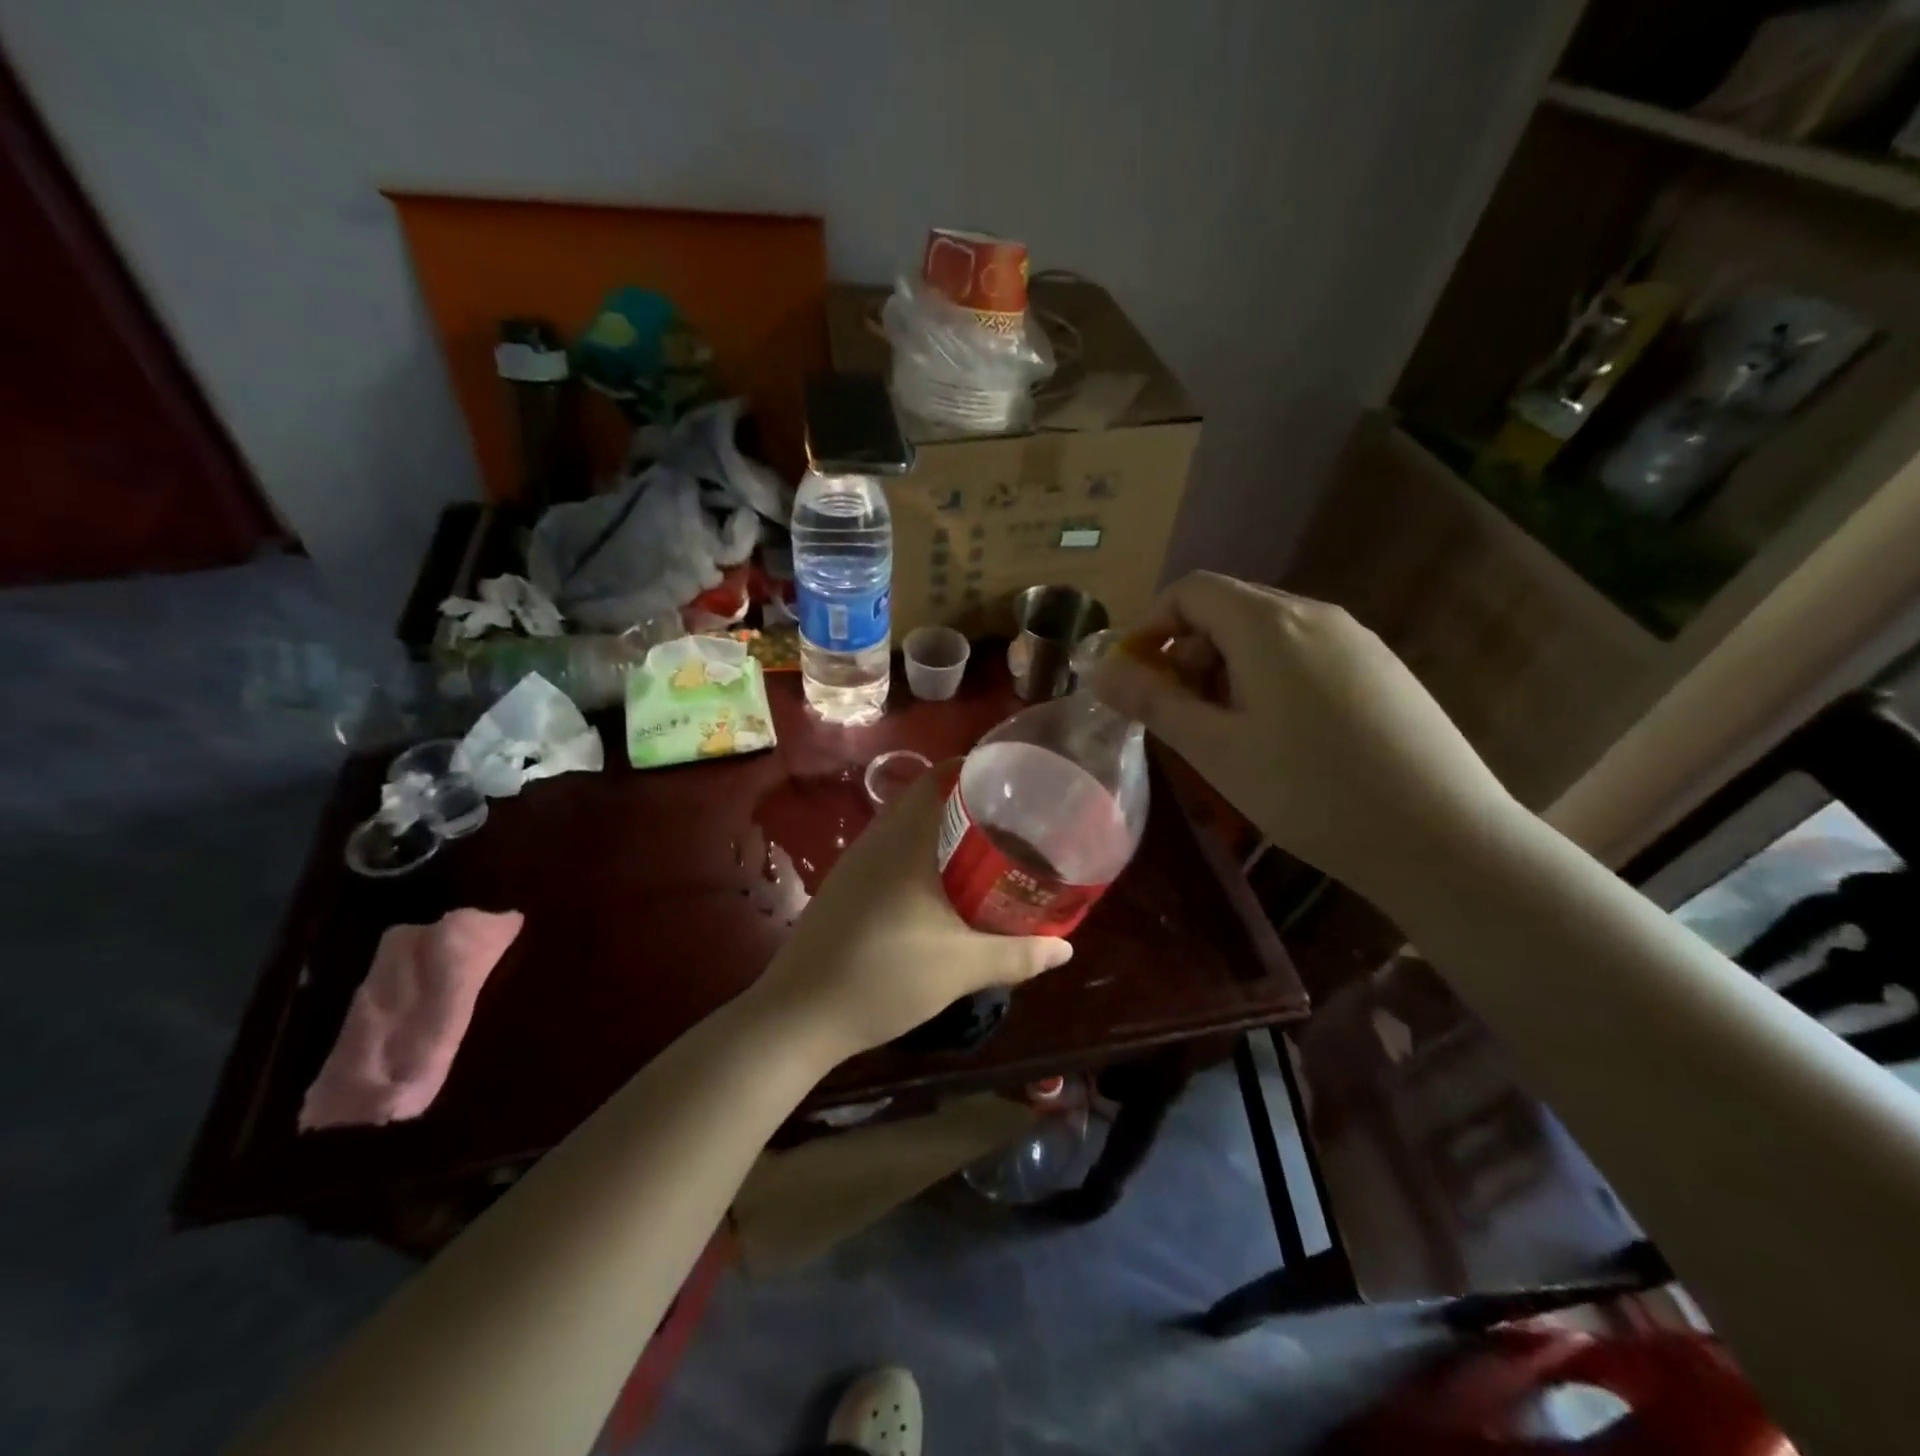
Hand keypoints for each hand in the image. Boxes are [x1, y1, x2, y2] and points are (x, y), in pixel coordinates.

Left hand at [750, 770, 1073, 1065]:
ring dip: (944, 832)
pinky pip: (891, 853)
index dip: (975, 769)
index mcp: (905, 840)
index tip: (1014, 782)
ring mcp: (855, 864)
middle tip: (1014, 821)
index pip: (938, 777)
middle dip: (969, 804)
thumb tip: (1065, 947)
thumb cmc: (884, 977)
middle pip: (925, 800)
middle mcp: (877, 840)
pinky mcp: (845, 888)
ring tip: (988, 851)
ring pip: (906, 828)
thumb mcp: (961, 967)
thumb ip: (1017, 955)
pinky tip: (942, 889)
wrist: (798, 1016)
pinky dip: (921, 855)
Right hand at [1089, 571, 1516, 896]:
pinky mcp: (1382, 668)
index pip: (1190, 590)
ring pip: (1267, 633)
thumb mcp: (1216, 750)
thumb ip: (1154, 702)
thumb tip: (1101, 670)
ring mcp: (1356, 639)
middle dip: (1188, 652)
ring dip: (1227, 669)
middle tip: (1181, 718)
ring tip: (1229, 735)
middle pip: (1228, 608)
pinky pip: (1306, 654)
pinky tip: (1283, 739)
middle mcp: (1315, 615)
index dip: (1150, 626)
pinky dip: (1270, 678)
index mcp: (1269, 624)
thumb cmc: (1310, 792)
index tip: (1136, 679)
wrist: (1442, 837)